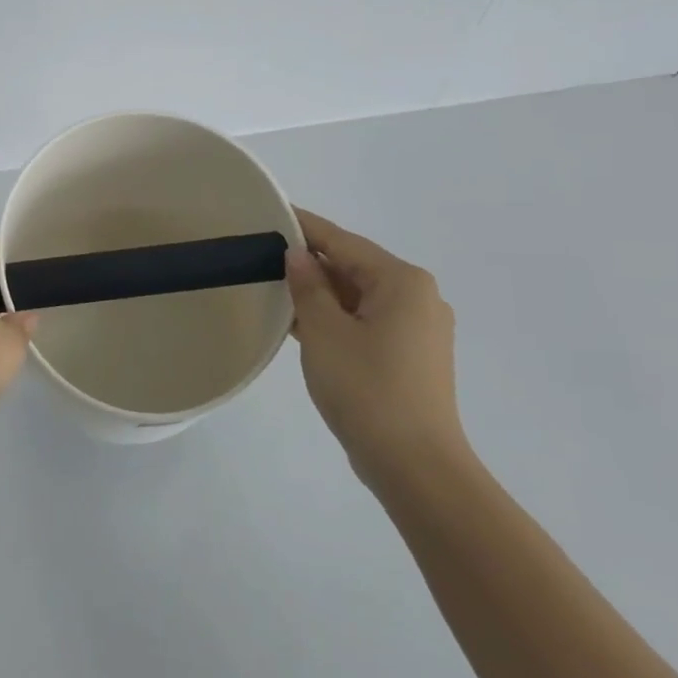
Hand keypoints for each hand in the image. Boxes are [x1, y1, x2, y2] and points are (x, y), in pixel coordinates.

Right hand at [287, 208, 467, 489]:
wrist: (413, 464)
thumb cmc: (366, 388)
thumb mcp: (324, 332)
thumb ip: (308, 286)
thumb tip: (297, 255)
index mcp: (402, 282)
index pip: (342, 242)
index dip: (303, 227)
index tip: (269, 213)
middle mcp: (417, 297)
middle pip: (353, 267)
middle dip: (309, 263)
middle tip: (260, 256)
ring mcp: (417, 329)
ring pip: (357, 296)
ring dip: (319, 294)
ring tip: (271, 288)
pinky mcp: (409, 356)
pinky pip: (365, 322)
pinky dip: (334, 318)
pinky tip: (298, 323)